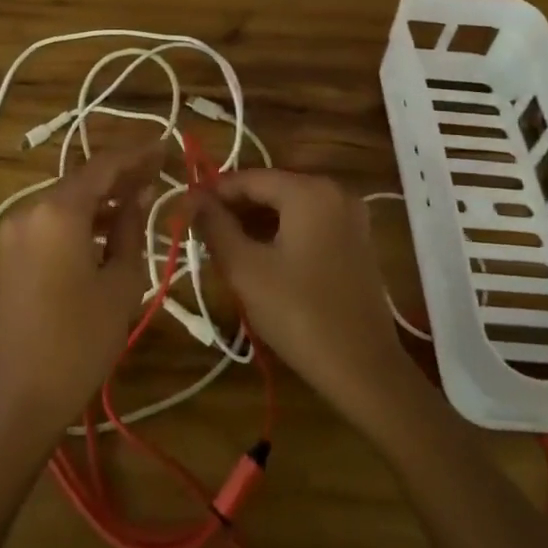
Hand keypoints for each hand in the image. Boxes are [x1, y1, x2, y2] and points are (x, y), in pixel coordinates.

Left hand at [0, 145, 159, 439]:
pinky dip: (81, 218)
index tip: (166, 147)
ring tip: (141, 197)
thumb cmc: (79, 341)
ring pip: (67, 200)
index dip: (138, 155)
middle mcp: (30, 210)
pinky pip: (52, 221)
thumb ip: (131, 229)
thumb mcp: (120, 283)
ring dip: (102, 197)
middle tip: (159, 170)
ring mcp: (15, 231)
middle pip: (83, 179)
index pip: (104, 166)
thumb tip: (141, 195)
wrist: (18, 399)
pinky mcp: (11, 253)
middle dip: (121, 174)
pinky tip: (108, 227)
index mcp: (58, 211)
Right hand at [187, 170, 412, 427]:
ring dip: (256, 222)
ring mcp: (350, 216)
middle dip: (234, 208)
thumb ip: (215, 226)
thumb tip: (190, 198)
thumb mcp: (246, 269)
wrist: (364, 369)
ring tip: (222, 246)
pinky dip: (281, 232)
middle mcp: (334, 191)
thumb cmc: (299, 315)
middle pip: (271, 189)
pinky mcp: (356, 240)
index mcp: (309, 191)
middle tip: (200, 232)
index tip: (184, 210)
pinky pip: (309, 223)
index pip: (249, 178)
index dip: (213, 192)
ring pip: (289, 207)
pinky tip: (258, 255)